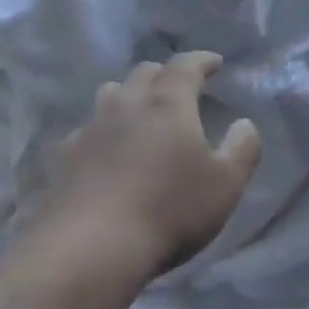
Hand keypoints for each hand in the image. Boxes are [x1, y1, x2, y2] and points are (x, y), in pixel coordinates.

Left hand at [39, 51, 261, 275]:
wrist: (91, 247)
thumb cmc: (169, 211)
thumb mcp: (225, 185)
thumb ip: (242, 149)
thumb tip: (244, 124)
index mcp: (168, 105)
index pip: (185, 66)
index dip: (202, 60)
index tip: (215, 63)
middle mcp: (127, 105)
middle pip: (144, 73)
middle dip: (165, 74)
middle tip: (179, 88)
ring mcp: (90, 129)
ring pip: (110, 94)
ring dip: (129, 95)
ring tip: (139, 112)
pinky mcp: (64, 157)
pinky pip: (85, 130)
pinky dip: (101, 131)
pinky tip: (104, 151)